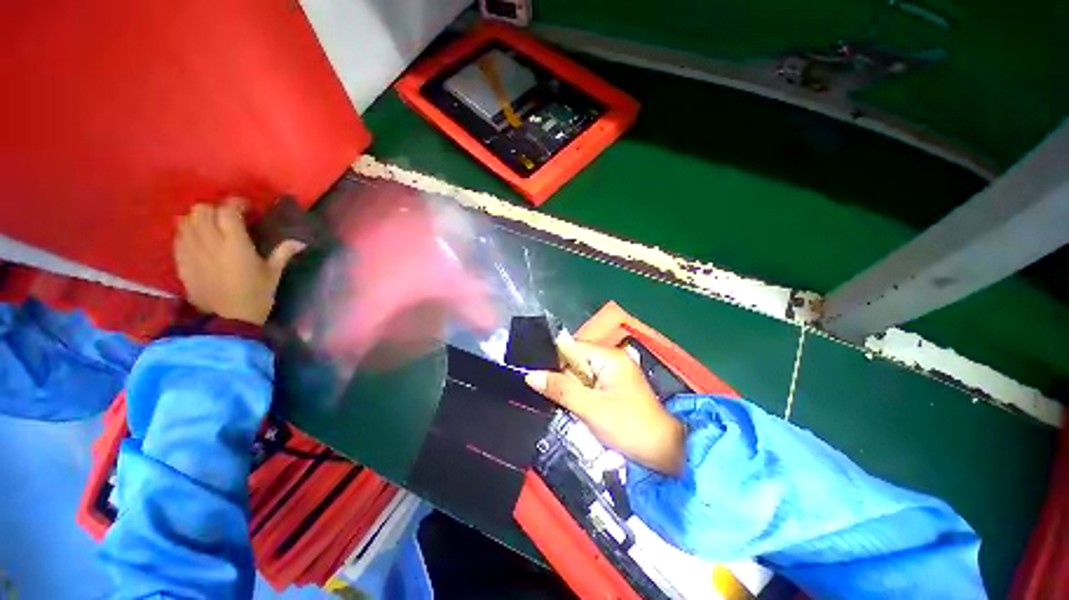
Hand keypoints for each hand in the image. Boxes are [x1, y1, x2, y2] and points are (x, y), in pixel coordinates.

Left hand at [175, 198, 304, 325]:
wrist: (227, 319)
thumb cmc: (256, 295)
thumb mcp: (273, 274)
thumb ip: (283, 253)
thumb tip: (300, 242)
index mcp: (235, 243)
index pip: (228, 210)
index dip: (237, 203)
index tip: (247, 209)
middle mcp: (210, 241)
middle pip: (202, 209)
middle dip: (216, 209)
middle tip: (228, 218)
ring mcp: (192, 250)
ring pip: (187, 219)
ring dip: (199, 218)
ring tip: (211, 226)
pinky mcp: (181, 260)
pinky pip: (178, 235)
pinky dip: (187, 231)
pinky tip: (198, 239)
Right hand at [525, 341, 685, 474]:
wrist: (664, 453)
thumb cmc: (629, 427)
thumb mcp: (591, 408)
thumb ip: (560, 389)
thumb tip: (531, 376)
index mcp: (609, 357)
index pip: (571, 347)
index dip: (554, 361)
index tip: (539, 379)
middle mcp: (612, 359)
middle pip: (575, 360)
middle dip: (563, 378)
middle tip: (556, 398)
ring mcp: (615, 373)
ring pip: (580, 374)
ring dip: (571, 389)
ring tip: (568, 406)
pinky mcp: (615, 387)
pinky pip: (589, 384)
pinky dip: (581, 395)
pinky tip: (579, 408)